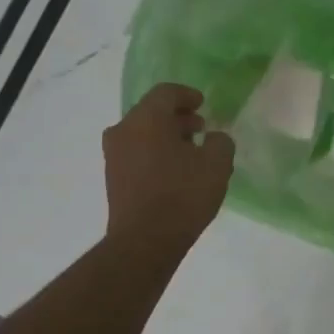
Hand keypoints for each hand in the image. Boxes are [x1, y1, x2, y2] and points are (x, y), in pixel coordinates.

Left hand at [104, 84, 233, 256]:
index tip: (203, 104)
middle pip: (151, 112)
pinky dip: (155, 153)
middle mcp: (124, 130)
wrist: (145, 240)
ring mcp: (114, 155)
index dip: (187, 95)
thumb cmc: (183, 195)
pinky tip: (174, 172)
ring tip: (190, 152)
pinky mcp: (113, 178)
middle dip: (177, 117)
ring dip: (166, 137)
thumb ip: (220, 142)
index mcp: (146, 118)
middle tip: (200, 129)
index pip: (166, 93)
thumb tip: (214, 138)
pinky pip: (136, 154)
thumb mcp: (217, 165)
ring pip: (142, 134)